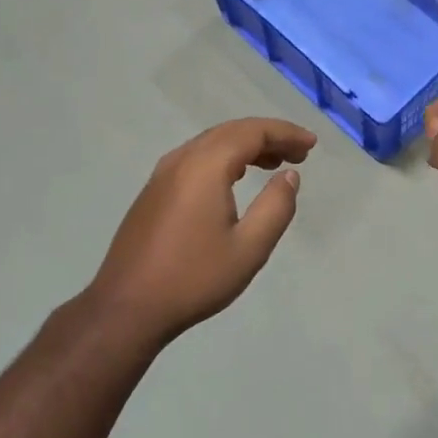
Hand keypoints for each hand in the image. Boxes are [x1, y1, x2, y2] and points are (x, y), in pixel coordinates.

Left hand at [88, 118, 316, 342]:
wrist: (127, 306)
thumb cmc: (193, 278)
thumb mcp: (248, 248)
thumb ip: (275, 207)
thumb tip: (289, 176)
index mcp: (206, 166)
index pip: (252, 132)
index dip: (285, 133)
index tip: (311, 143)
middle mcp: (182, 159)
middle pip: (232, 131)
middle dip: (268, 137)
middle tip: (299, 153)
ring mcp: (163, 173)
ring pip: (212, 143)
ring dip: (246, 146)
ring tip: (274, 164)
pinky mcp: (154, 190)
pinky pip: (196, 158)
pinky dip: (224, 158)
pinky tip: (236, 178)